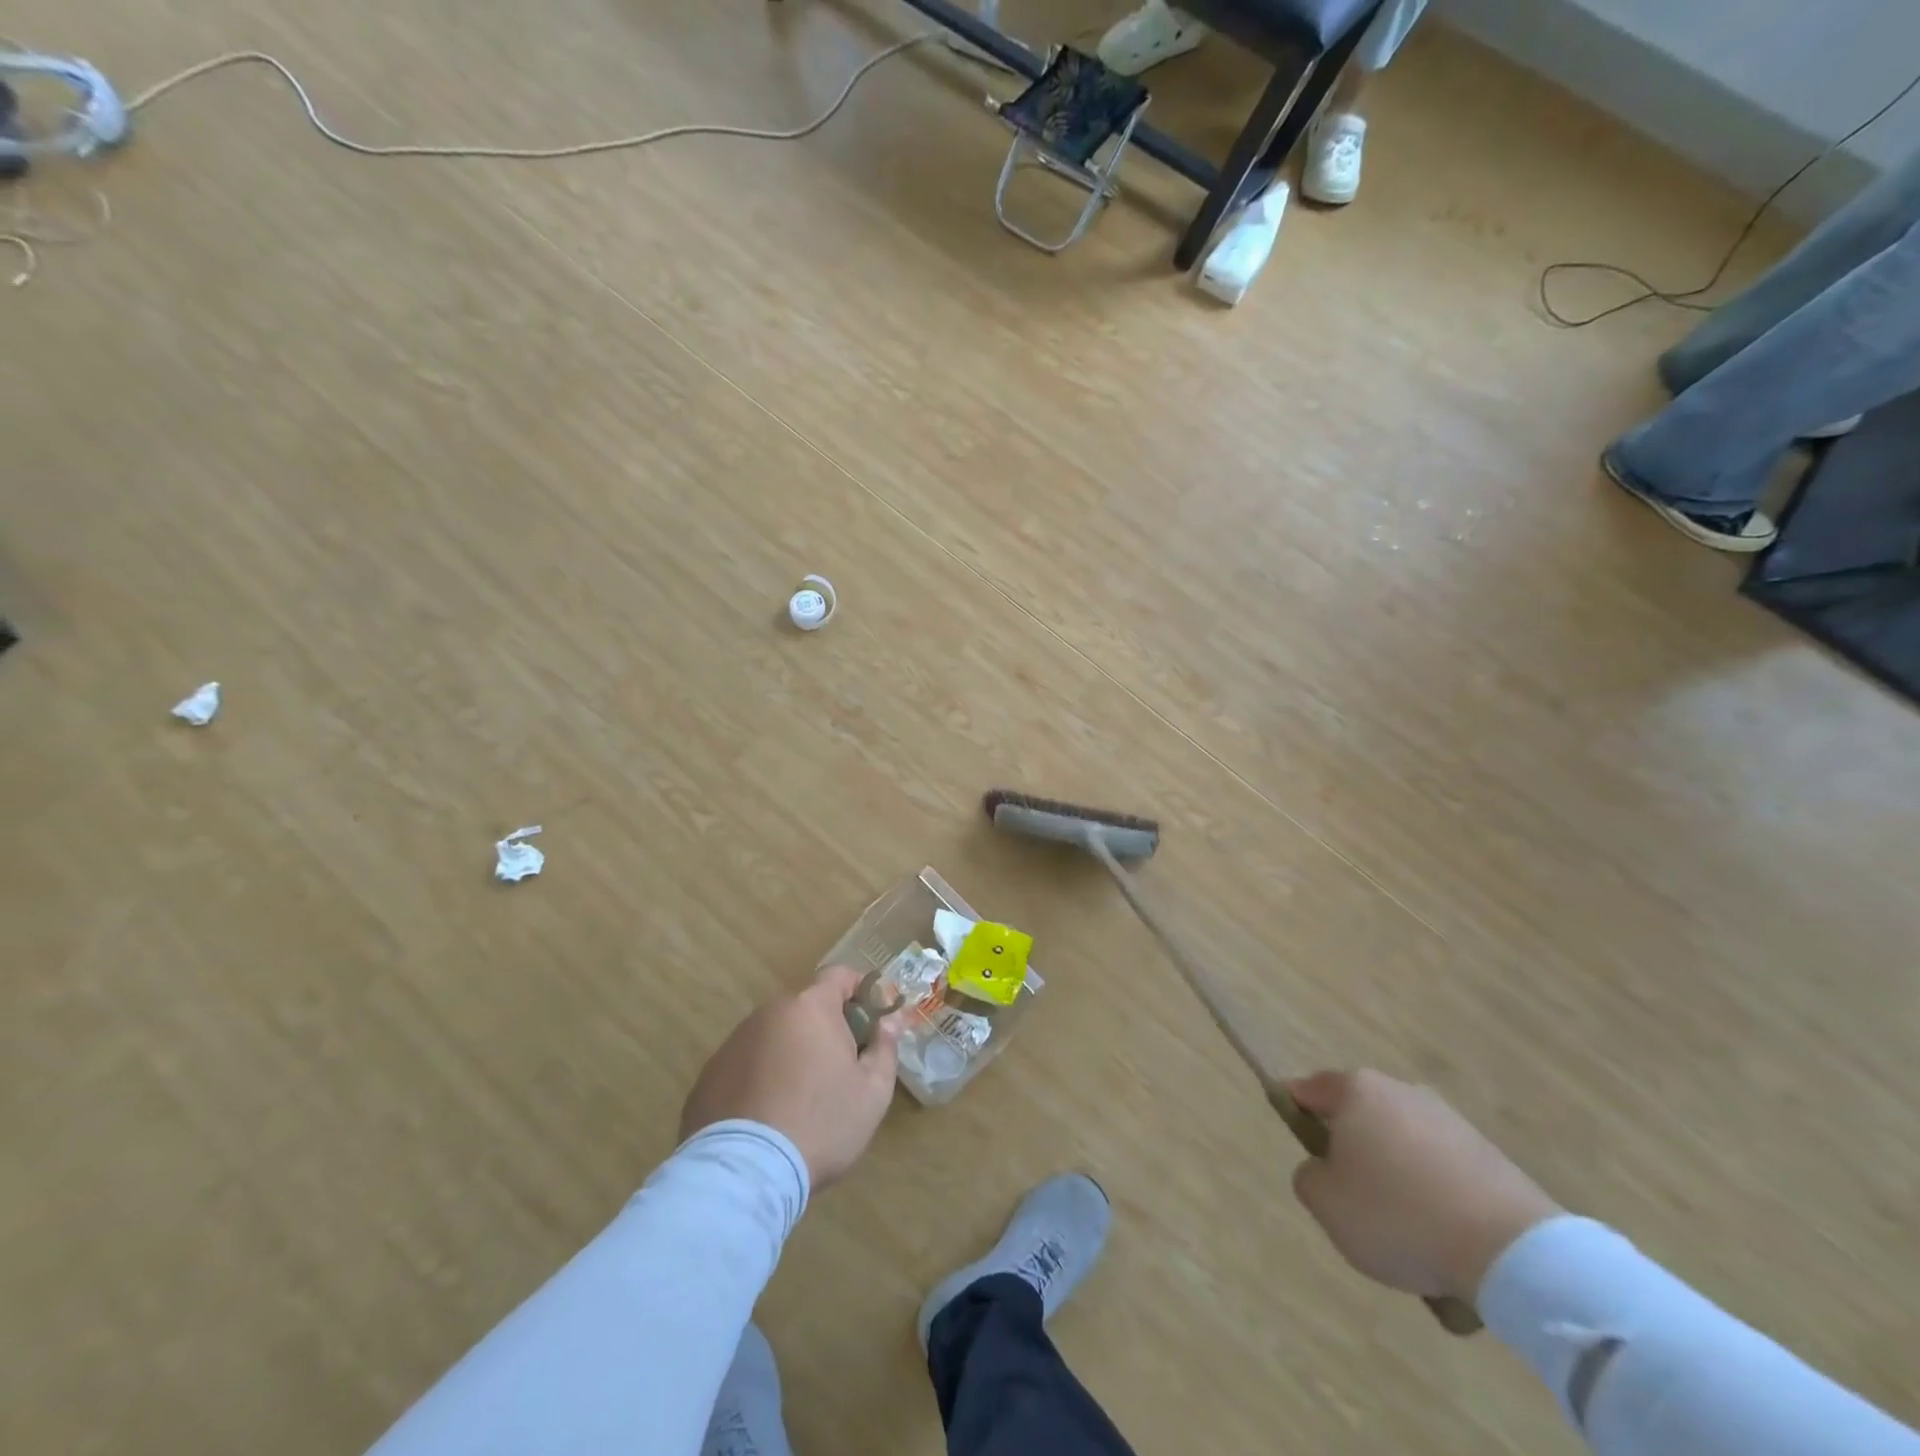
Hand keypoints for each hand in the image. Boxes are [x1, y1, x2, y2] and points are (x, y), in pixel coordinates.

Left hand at [680, 965, 902, 1188]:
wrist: (744, 1174)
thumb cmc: (821, 1124)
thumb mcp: (872, 1091)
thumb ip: (885, 1047)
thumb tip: (890, 1021)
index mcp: (810, 1006)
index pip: (839, 975)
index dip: (860, 991)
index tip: (871, 1020)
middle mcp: (768, 1012)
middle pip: (805, 1006)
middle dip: (825, 1026)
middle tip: (840, 1065)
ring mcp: (734, 1042)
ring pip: (774, 1034)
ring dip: (791, 1051)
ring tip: (801, 1096)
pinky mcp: (709, 1074)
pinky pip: (746, 1063)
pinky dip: (761, 1076)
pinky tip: (767, 1115)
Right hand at [1288, 1069, 1560, 1303]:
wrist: (1512, 1252)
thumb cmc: (1399, 1215)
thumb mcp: (1326, 1204)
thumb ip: (1309, 1177)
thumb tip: (1324, 1170)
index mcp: (1356, 1090)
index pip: (1309, 1089)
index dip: (1295, 1112)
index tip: (1300, 1146)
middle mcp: (1401, 1090)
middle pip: (1359, 1115)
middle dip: (1351, 1149)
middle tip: (1350, 1197)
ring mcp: (1449, 1119)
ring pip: (1402, 1143)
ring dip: (1396, 1173)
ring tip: (1404, 1228)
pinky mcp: (1489, 1154)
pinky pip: (1442, 1169)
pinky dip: (1435, 1194)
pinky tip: (1442, 1236)